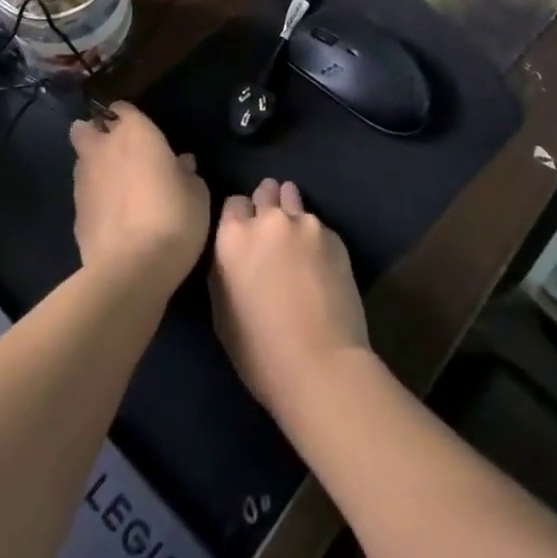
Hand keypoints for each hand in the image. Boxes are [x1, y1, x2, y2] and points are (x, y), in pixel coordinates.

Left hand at [69, 103, 208, 291]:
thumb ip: (186, 173)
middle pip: (85, 129)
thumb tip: (181, 165)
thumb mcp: (197, 193)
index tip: (138, 129)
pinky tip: (110, 215)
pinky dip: (93, 198)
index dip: (127, 116)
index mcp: (136, 133)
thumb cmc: (173, 218)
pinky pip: (83, 194)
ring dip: (93, 166)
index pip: (122, 109)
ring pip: (81, 161)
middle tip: (115, 149)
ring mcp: (84, 181)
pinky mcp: (75, 214)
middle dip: (94, 133)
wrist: (132, 269)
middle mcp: (104, 149)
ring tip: (114, 184)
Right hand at [210, 178, 368, 419]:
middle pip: (265, 191)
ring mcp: (305, 223)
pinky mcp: (334, 235)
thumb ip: (224, 269)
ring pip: (293, 198)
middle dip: (266, 205)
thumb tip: (233, 253)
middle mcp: (268, 220)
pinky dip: (315, 237)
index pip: (234, 202)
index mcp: (233, 237)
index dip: (239, 218)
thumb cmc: (261, 353)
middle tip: (270, 234)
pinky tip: (320, 265)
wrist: (322, 366)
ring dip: (291, 211)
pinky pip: (318, 225)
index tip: (245, 236)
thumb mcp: (222, 313)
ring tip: (296, 240)